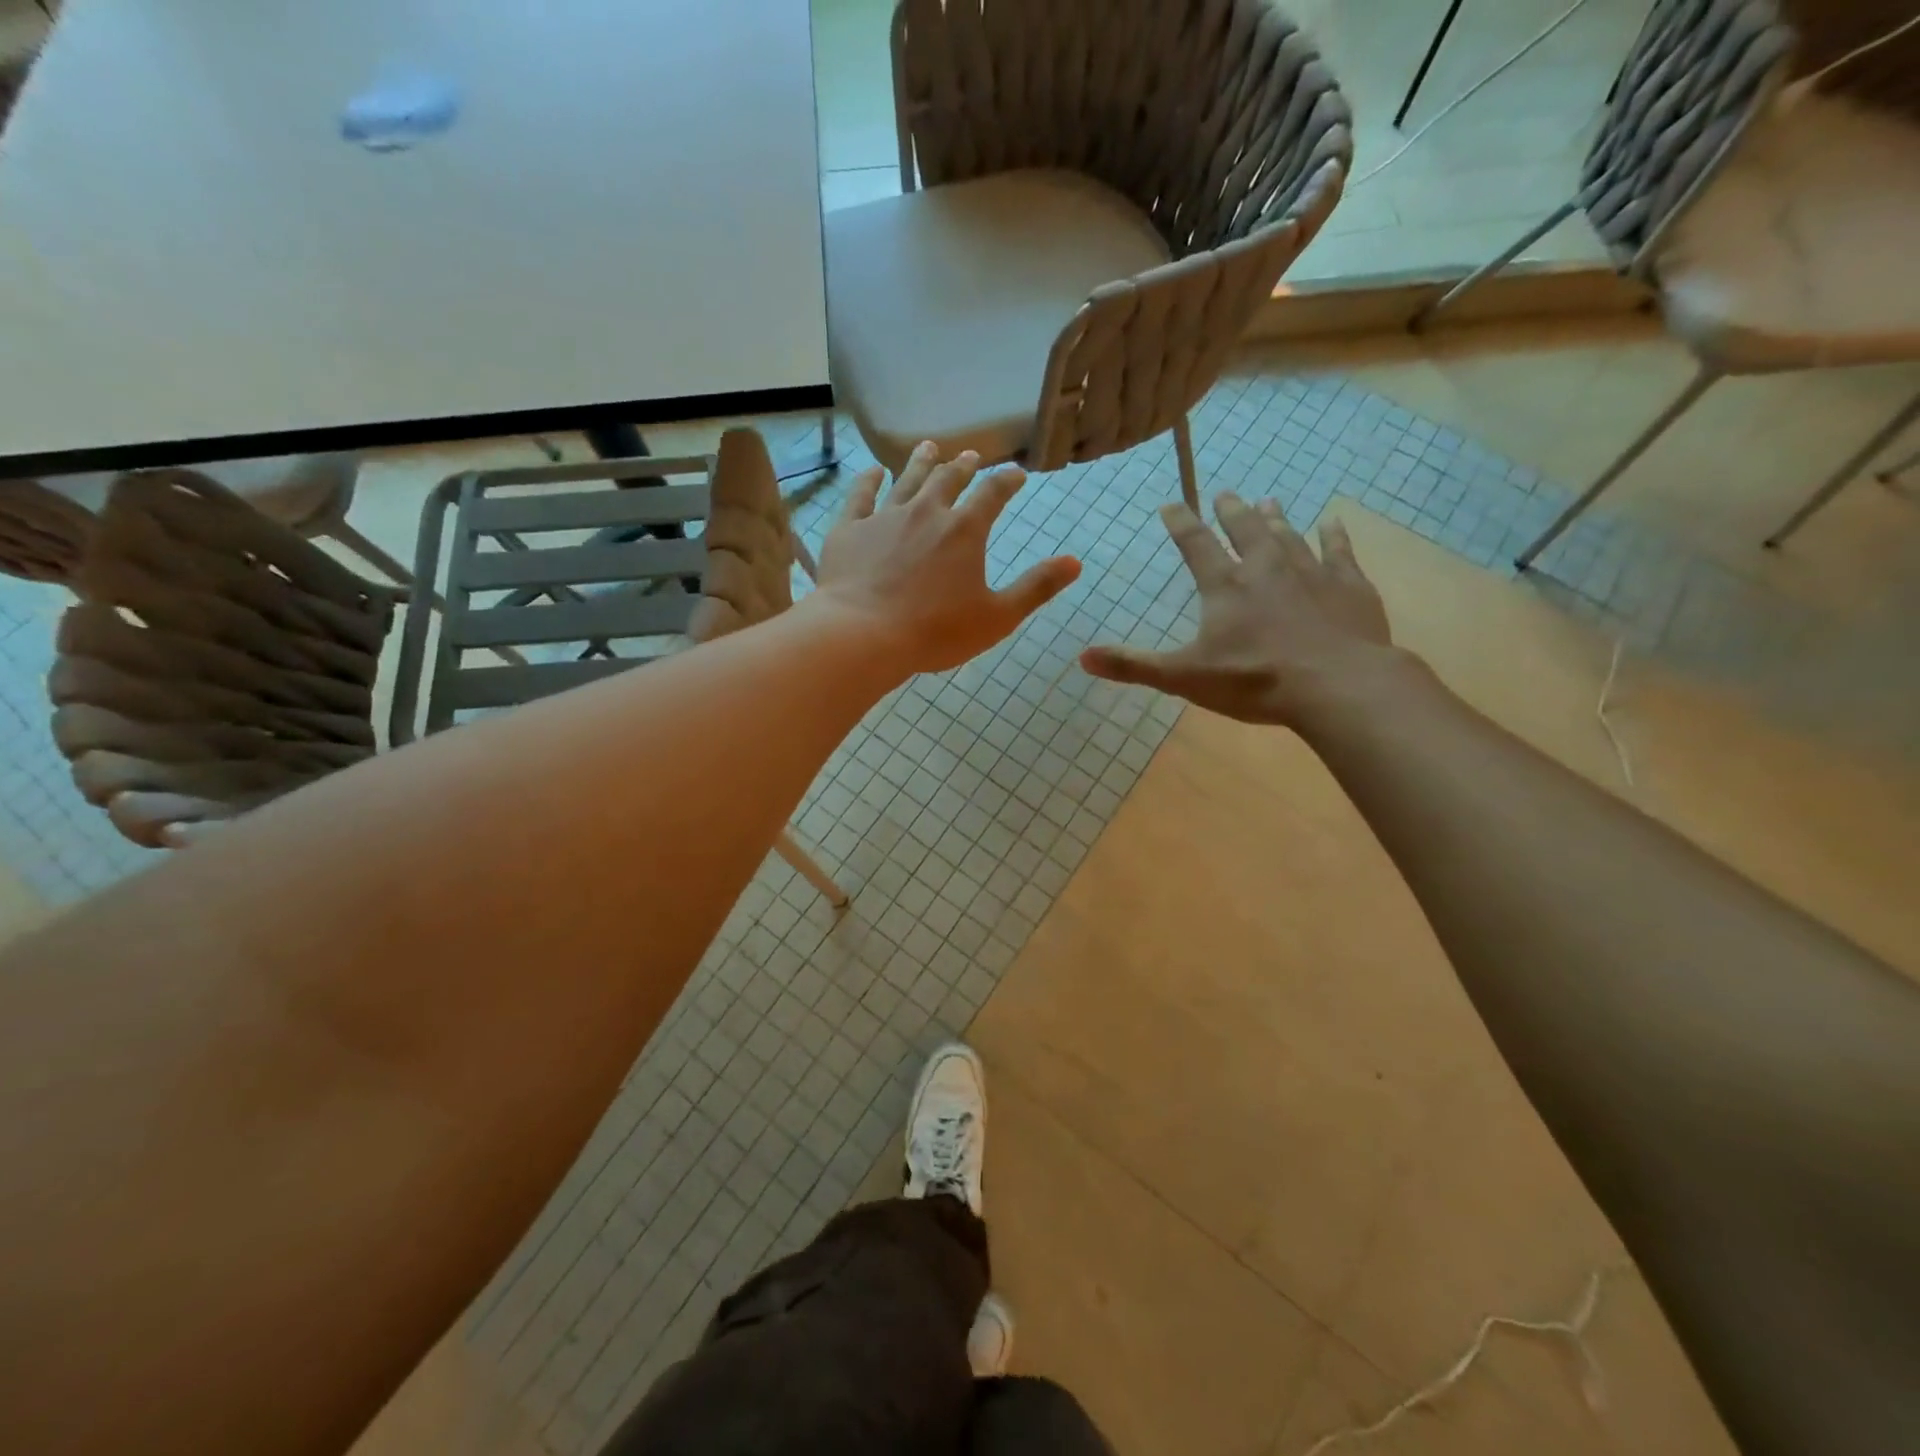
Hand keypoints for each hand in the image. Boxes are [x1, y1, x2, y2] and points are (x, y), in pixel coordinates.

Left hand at [814, 443, 1081, 673]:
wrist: (863, 635)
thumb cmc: (936, 631)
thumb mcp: (997, 617)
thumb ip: (1036, 587)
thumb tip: (1075, 562)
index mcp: (965, 530)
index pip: (993, 494)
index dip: (1007, 481)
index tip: (1016, 474)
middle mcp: (926, 511)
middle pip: (948, 479)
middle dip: (962, 466)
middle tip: (969, 456)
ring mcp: (884, 517)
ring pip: (905, 480)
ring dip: (919, 462)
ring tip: (928, 447)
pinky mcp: (849, 530)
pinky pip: (860, 497)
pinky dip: (867, 482)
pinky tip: (871, 473)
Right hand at [1081, 494, 1399, 727]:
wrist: (1336, 685)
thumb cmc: (1254, 681)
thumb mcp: (1184, 677)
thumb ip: (1134, 666)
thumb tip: (1082, 657)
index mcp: (1225, 587)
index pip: (1195, 545)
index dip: (1181, 523)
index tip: (1171, 503)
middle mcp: (1265, 568)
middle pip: (1245, 530)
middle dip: (1232, 512)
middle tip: (1226, 494)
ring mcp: (1311, 572)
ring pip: (1289, 535)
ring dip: (1275, 519)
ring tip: (1268, 501)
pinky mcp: (1348, 586)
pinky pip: (1339, 551)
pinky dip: (1334, 535)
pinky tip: (1332, 522)